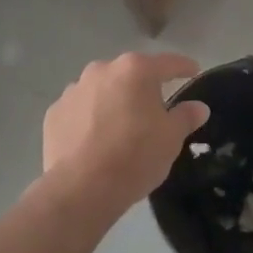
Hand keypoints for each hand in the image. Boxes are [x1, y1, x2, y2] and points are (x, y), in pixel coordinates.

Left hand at [40, 53, 210, 220]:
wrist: (82, 188)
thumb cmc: (135, 156)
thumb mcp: (171, 138)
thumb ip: (186, 116)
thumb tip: (198, 107)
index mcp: (135, 70)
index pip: (168, 63)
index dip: (184, 67)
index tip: (193, 72)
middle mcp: (101, 70)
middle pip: (130, 74)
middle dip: (142, 88)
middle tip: (154, 111)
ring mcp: (73, 90)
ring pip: (102, 90)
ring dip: (113, 101)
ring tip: (120, 128)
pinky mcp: (54, 113)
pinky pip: (79, 110)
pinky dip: (89, 118)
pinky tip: (94, 141)